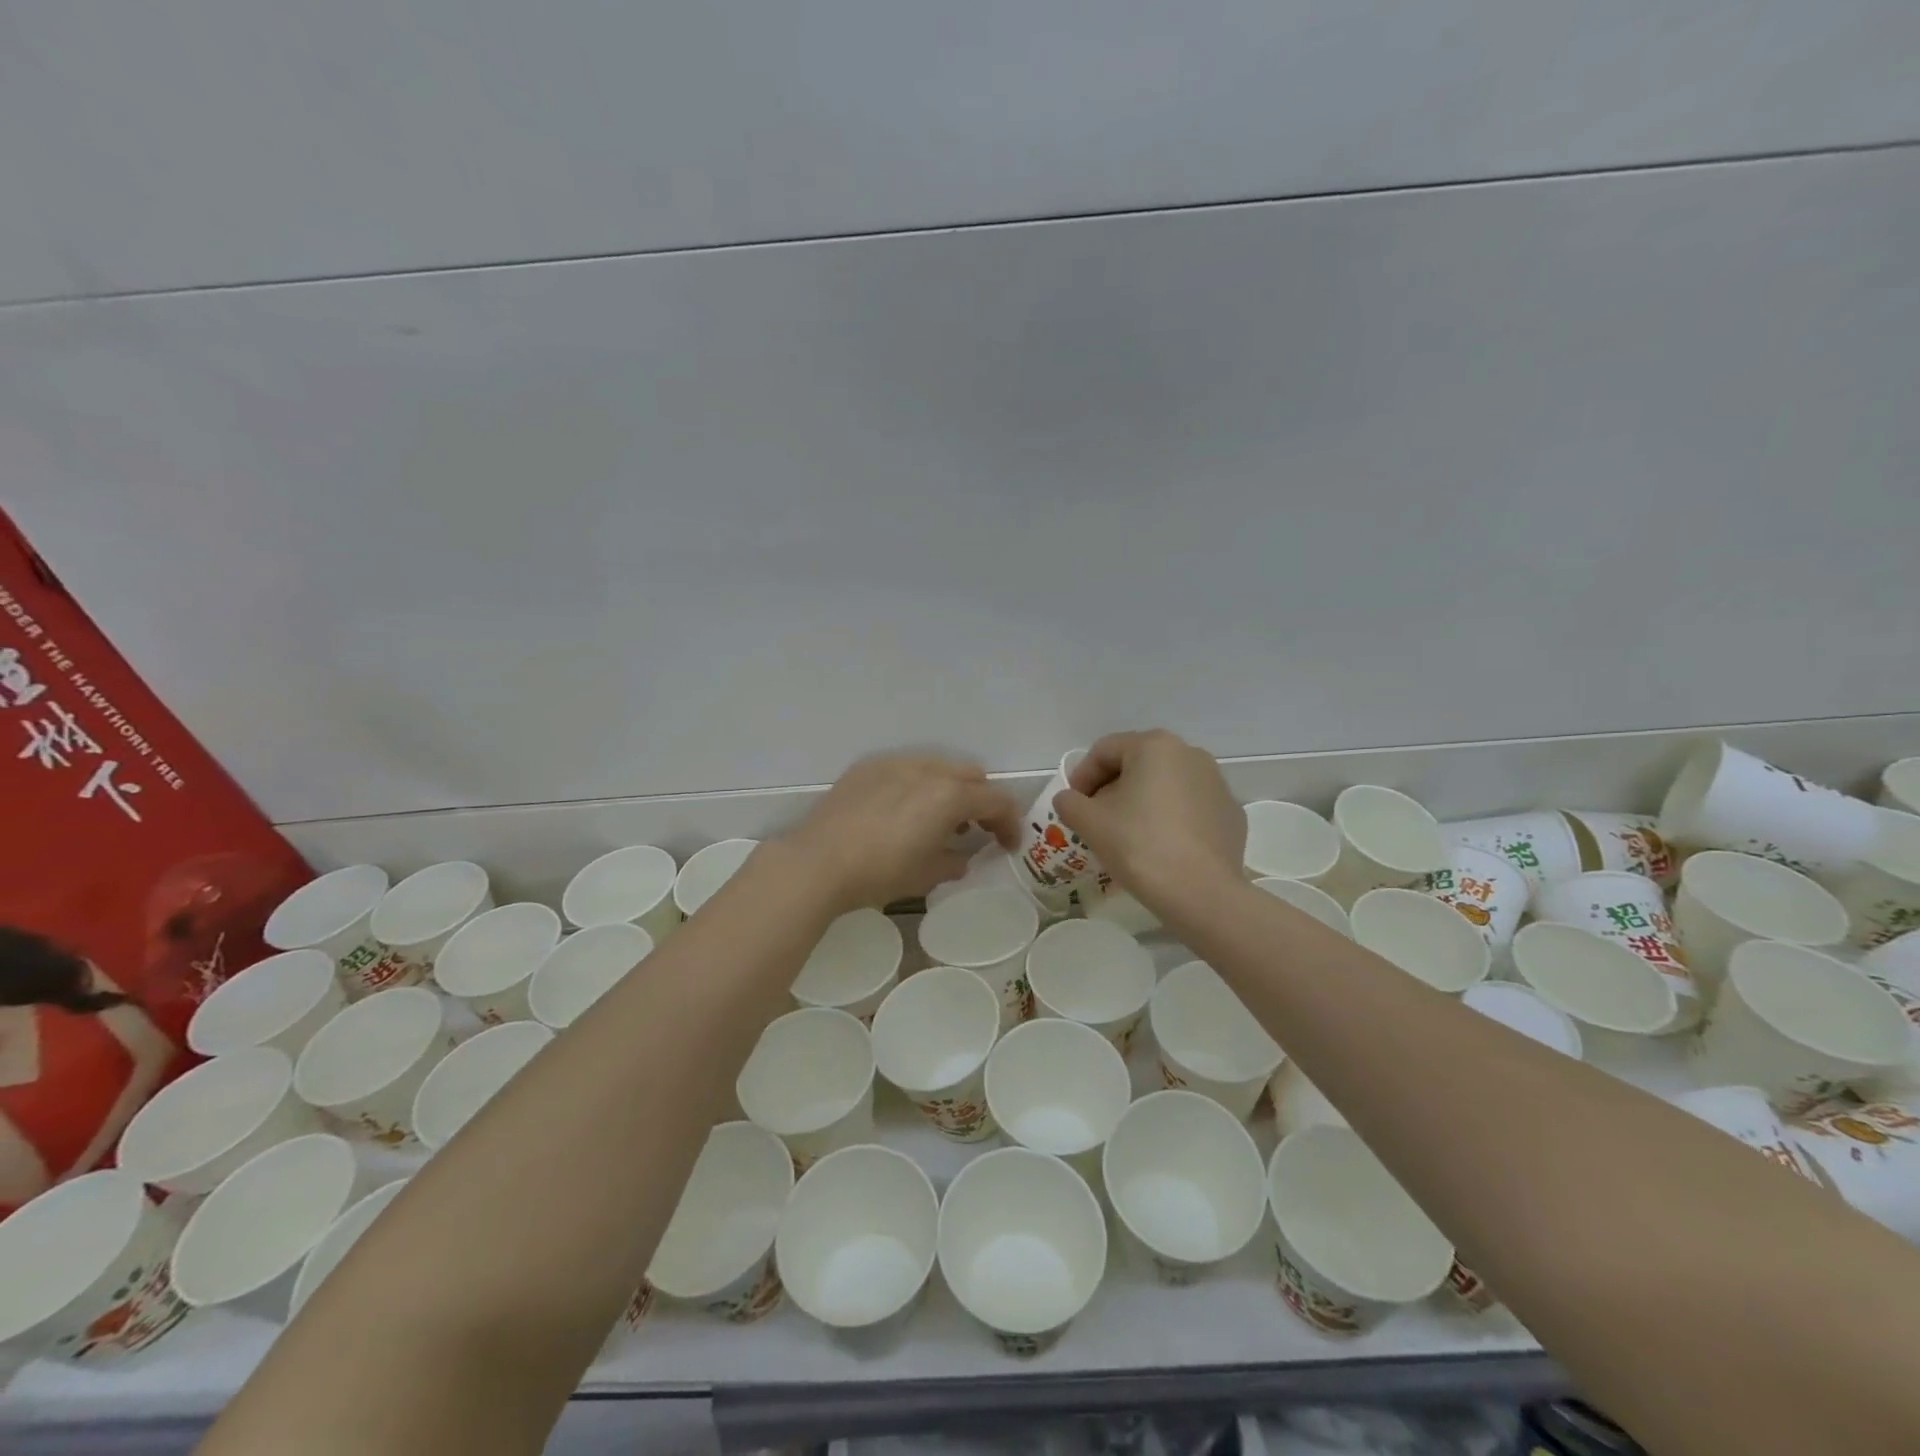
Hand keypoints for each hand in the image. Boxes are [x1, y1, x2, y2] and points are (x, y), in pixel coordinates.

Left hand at [785, 754, 1021, 911]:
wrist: (818, 862)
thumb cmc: (880, 872)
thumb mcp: (926, 875)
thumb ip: (954, 862)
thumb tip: (960, 858)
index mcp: (950, 795)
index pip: (996, 800)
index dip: (1010, 823)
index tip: (1007, 846)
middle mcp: (928, 770)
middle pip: (972, 776)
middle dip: (981, 801)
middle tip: (976, 830)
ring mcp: (895, 763)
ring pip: (939, 767)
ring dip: (949, 790)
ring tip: (937, 821)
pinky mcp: (868, 767)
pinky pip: (906, 769)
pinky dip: (918, 786)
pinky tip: (901, 812)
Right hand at [1053, 730, 1244, 908]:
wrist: (1201, 893)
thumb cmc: (1140, 846)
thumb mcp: (1090, 823)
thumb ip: (1070, 802)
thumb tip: (1069, 799)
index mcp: (1155, 746)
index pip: (1105, 751)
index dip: (1081, 776)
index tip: (1072, 805)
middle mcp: (1190, 754)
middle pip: (1137, 764)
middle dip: (1112, 788)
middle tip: (1095, 819)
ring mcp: (1217, 783)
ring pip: (1166, 784)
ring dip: (1142, 802)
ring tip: (1127, 835)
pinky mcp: (1231, 813)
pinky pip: (1190, 807)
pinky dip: (1171, 819)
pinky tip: (1161, 847)